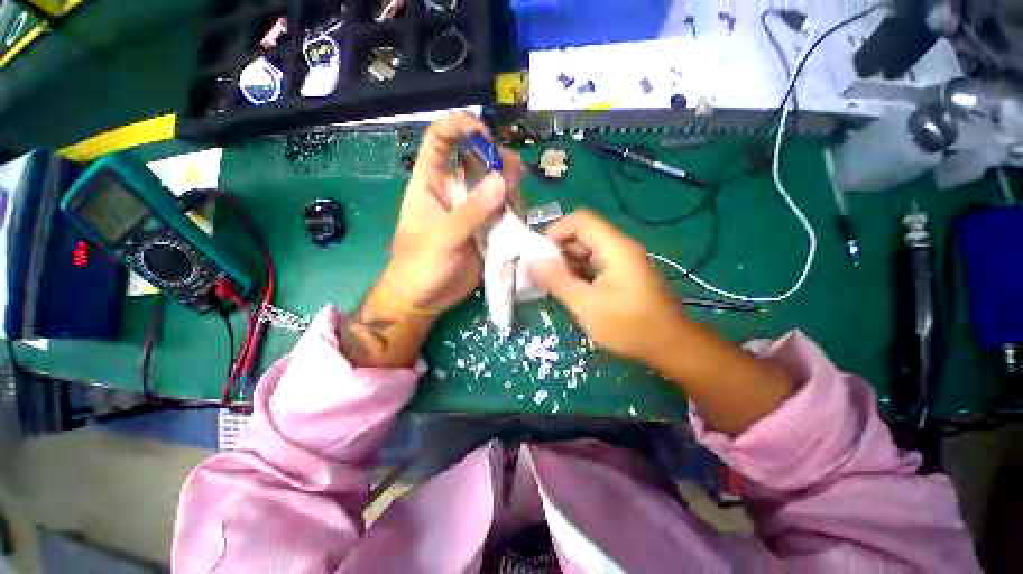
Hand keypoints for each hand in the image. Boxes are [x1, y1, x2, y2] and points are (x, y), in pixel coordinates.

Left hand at [381, 114, 523, 312]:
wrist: (425, 298)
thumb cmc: (420, 265)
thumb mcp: (442, 238)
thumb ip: (471, 212)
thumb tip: (502, 180)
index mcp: (431, 183)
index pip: (441, 139)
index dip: (461, 126)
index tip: (486, 135)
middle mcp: (455, 191)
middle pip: (479, 162)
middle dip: (499, 165)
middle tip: (513, 182)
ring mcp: (472, 211)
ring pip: (496, 188)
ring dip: (510, 192)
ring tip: (514, 210)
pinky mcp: (485, 230)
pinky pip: (503, 213)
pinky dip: (513, 214)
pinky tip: (517, 223)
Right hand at [528, 209, 793, 434]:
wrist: (670, 346)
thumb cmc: (629, 326)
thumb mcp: (586, 305)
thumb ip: (557, 281)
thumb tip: (530, 262)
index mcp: (614, 247)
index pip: (580, 220)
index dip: (556, 231)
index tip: (540, 255)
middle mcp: (619, 247)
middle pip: (582, 234)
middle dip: (558, 251)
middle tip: (542, 274)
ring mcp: (621, 261)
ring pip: (586, 251)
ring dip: (567, 264)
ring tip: (552, 285)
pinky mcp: (621, 274)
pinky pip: (594, 265)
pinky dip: (578, 273)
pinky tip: (569, 290)